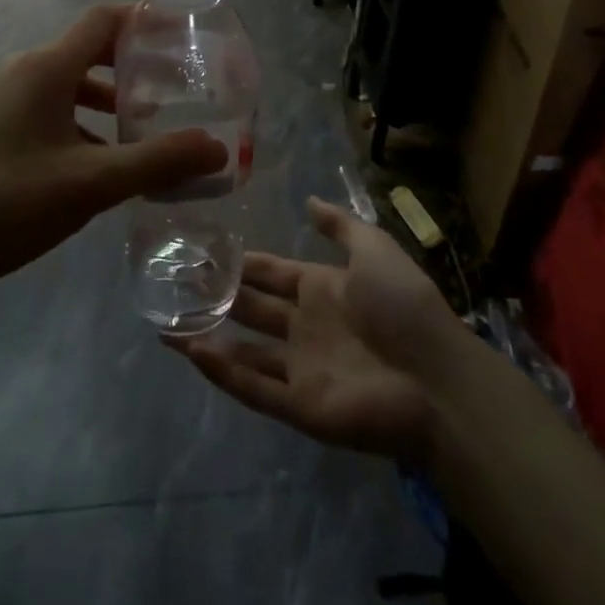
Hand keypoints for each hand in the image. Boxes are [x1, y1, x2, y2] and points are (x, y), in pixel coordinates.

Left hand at [0, 4, 227, 295]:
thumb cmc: (7, 203)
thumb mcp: (91, 184)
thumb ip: (157, 162)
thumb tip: (219, 149)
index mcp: (46, 69)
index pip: (104, 20)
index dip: (145, 20)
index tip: (184, 37)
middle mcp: (23, 73)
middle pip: (90, 51)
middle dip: (135, 66)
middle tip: (178, 88)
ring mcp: (2, 101)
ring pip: (70, 86)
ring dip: (110, 101)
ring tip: (147, 129)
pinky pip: (50, 110)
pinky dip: (83, 123)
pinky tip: (101, 163)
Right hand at [172, 197, 472, 461]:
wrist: (436, 379)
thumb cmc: (404, 306)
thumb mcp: (375, 249)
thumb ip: (341, 225)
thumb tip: (309, 200)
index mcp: (322, 289)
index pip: (272, 273)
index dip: (243, 264)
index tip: (205, 250)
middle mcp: (306, 326)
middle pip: (252, 309)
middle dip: (217, 297)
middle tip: (175, 283)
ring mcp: (301, 367)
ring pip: (244, 351)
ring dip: (208, 336)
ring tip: (167, 322)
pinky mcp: (299, 404)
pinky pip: (253, 387)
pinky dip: (222, 372)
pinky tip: (191, 352)